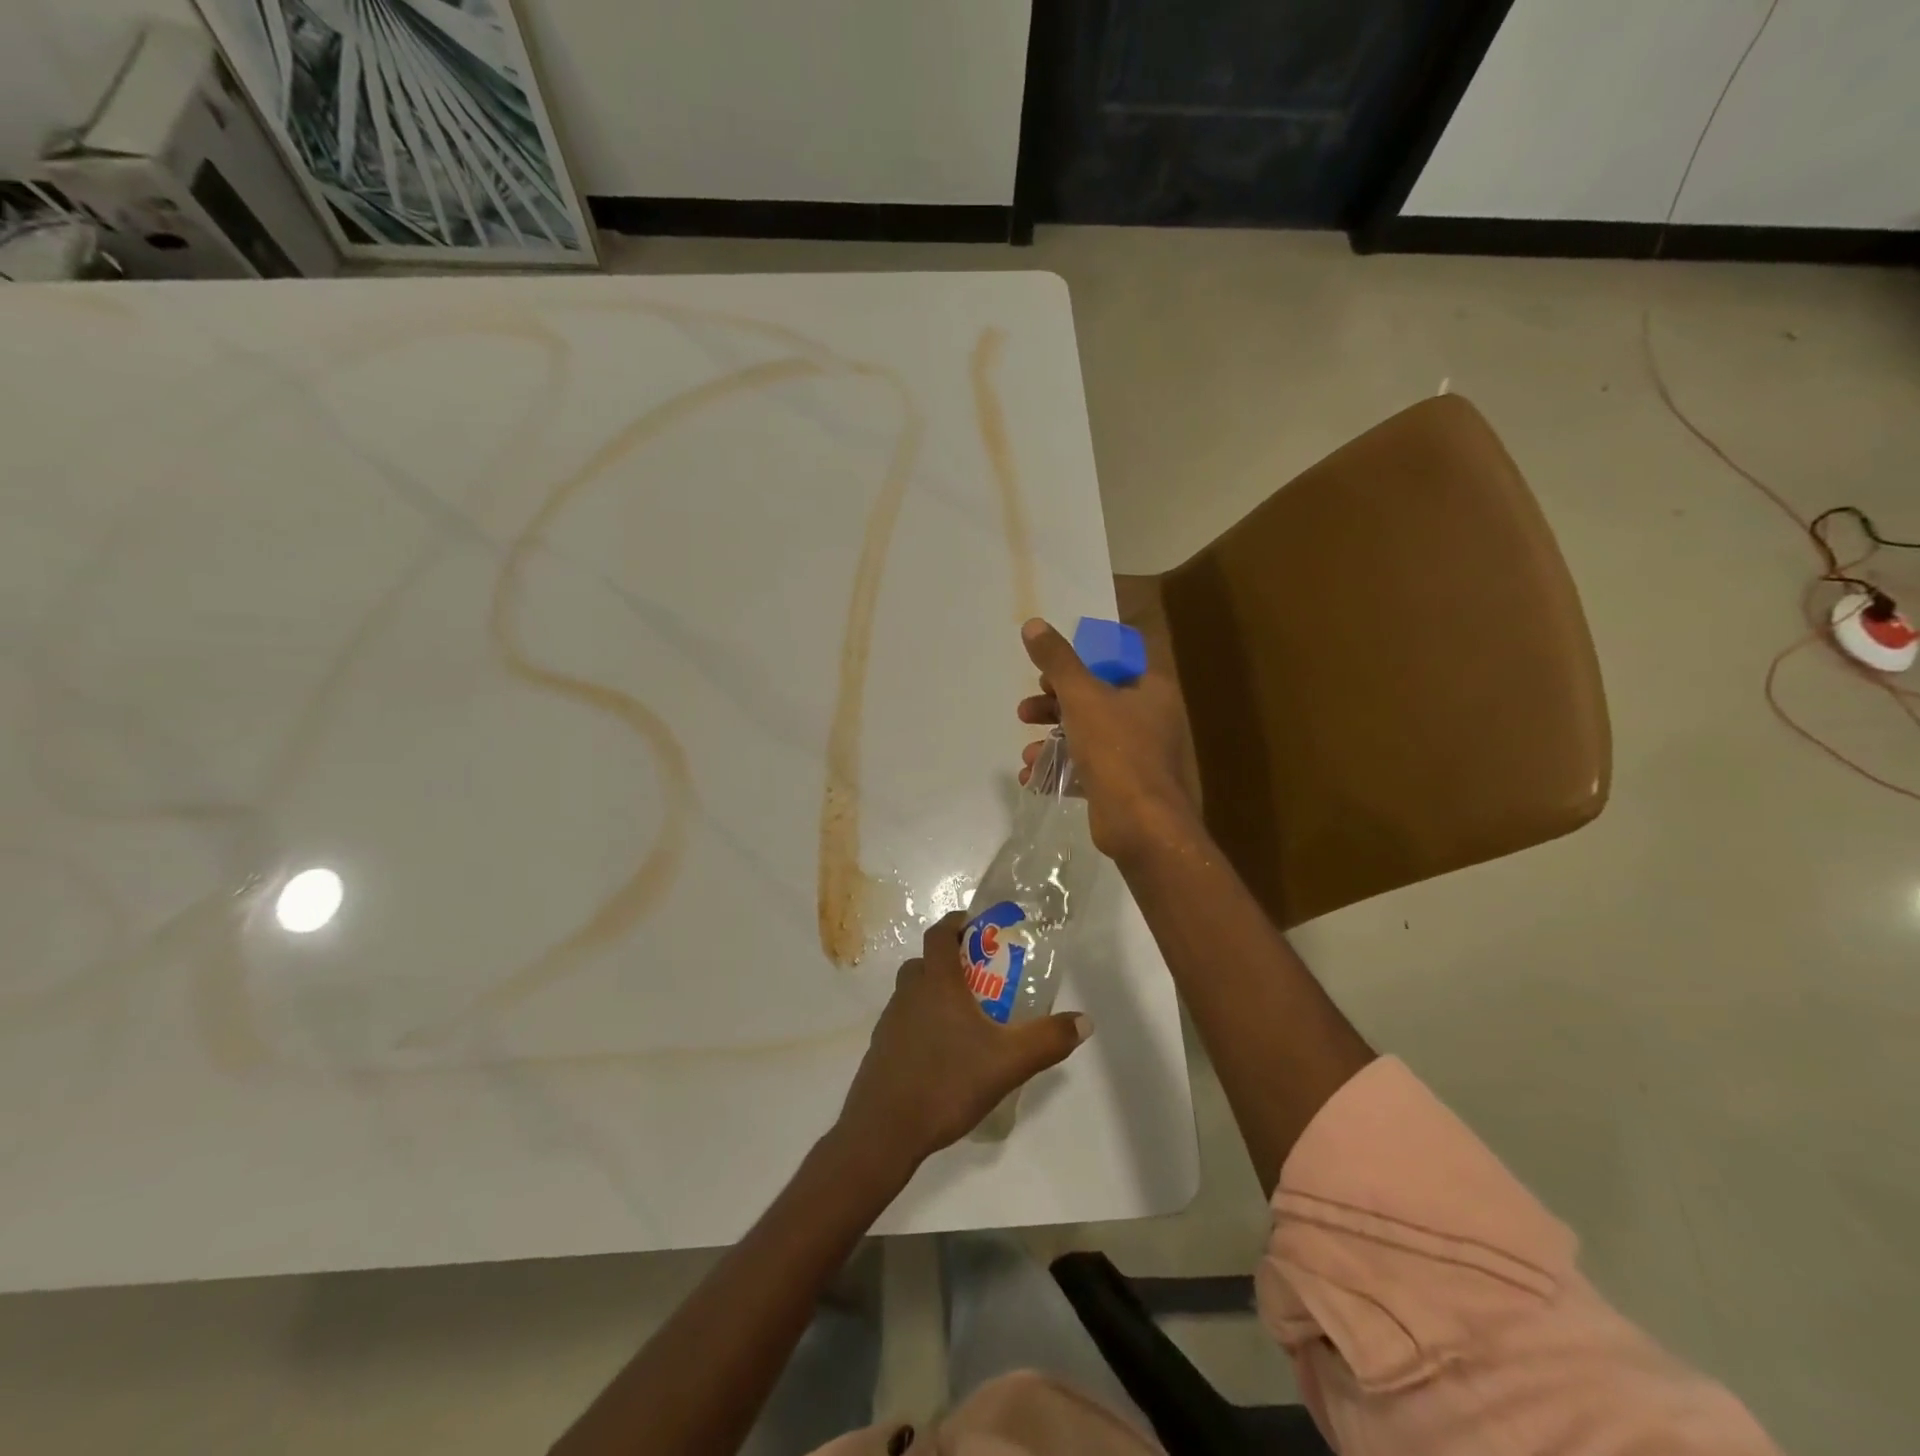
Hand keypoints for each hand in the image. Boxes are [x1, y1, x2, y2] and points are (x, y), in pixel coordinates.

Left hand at [836, 913, 1091, 1171]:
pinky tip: (944, 1054)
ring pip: (913, 992)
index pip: (940, 934)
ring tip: (967, 1019)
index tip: (977, 926)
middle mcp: (909, 993)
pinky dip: (922, 1024)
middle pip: (926, 962)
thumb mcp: (1008, 1063)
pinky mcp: (881, 1049)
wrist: (884, 1131)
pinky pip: (905, 1021)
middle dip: (951, 961)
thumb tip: (1085, 1021)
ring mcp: (890, 1021)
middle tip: (981, 978)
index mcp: (936, 983)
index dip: (956, 923)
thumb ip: (1048, 1040)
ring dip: (935, 994)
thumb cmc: (947, 1083)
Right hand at [1018, 617, 1199, 861]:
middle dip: (1053, 705)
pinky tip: (1031, 778)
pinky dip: (1059, 769)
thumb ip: (1057, 661)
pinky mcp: (1122, 785)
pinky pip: (1086, 769)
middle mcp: (1149, 718)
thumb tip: (1033, 624)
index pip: (1114, 662)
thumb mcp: (1082, 696)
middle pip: (1094, 699)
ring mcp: (1137, 755)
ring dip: (1051, 741)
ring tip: (1026, 754)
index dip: (1079, 663)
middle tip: (1026, 712)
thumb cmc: (1116, 750)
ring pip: (1086, 736)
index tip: (1048, 673)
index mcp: (1150, 690)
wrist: (1140, 823)